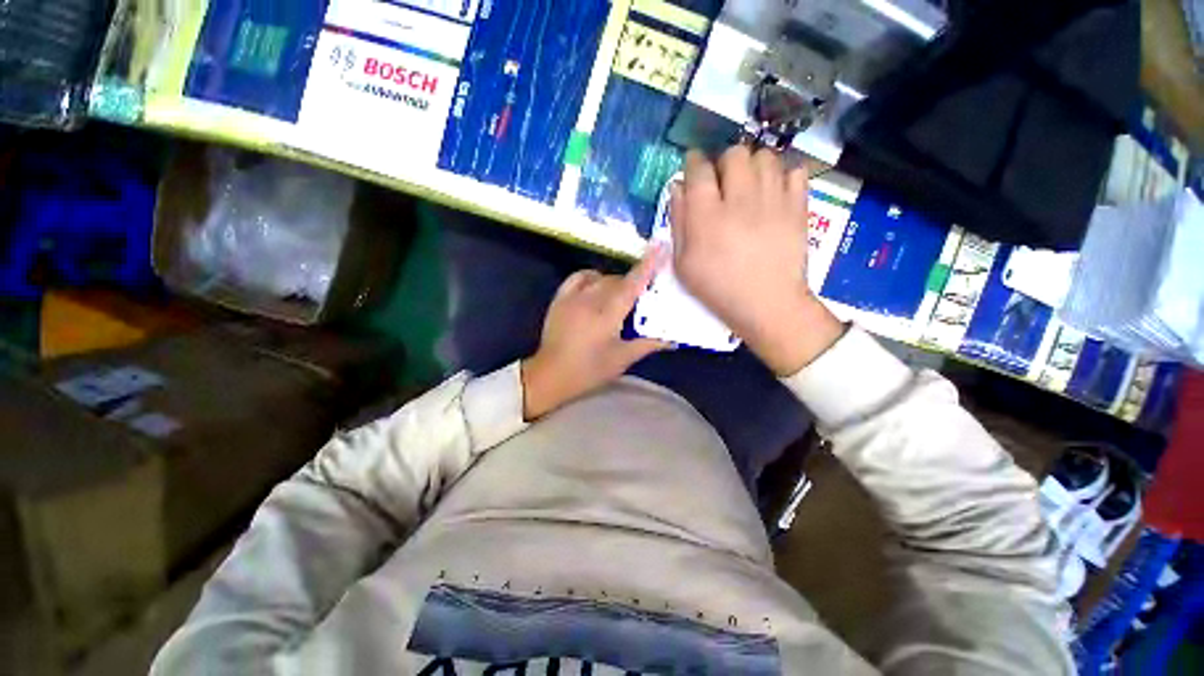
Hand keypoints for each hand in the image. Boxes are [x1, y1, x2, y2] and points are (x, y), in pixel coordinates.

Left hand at [521, 249, 672, 419]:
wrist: (551, 374)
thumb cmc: (589, 370)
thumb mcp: (622, 359)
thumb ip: (647, 345)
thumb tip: (672, 340)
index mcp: (608, 315)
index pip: (632, 284)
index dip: (648, 265)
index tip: (660, 246)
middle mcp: (591, 300)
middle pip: (618, 280)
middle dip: (633, 283)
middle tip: (642, 296)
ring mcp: (573, 297)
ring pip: (600, 278)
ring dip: (614, 282)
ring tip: (619, 295)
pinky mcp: (560, 299)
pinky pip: (578, 277)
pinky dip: (592, 277)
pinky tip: (597, 284)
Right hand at [670, 146, 843, 375]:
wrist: (766, 304)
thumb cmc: (717, 288)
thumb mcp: (683, 264)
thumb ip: (678, 222)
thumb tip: (678, 188)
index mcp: (707, 215)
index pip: (699, 169)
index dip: (694, 162)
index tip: (694, 167)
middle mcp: (740, 199)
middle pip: (734, 154)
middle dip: (724, 162)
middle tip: (723, 182)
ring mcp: (773, 200)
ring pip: (765, 156)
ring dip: (753, 166)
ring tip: (749, 186)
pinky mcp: (798, 206)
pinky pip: (795, 170)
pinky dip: (783, 174)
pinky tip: (774, 193)